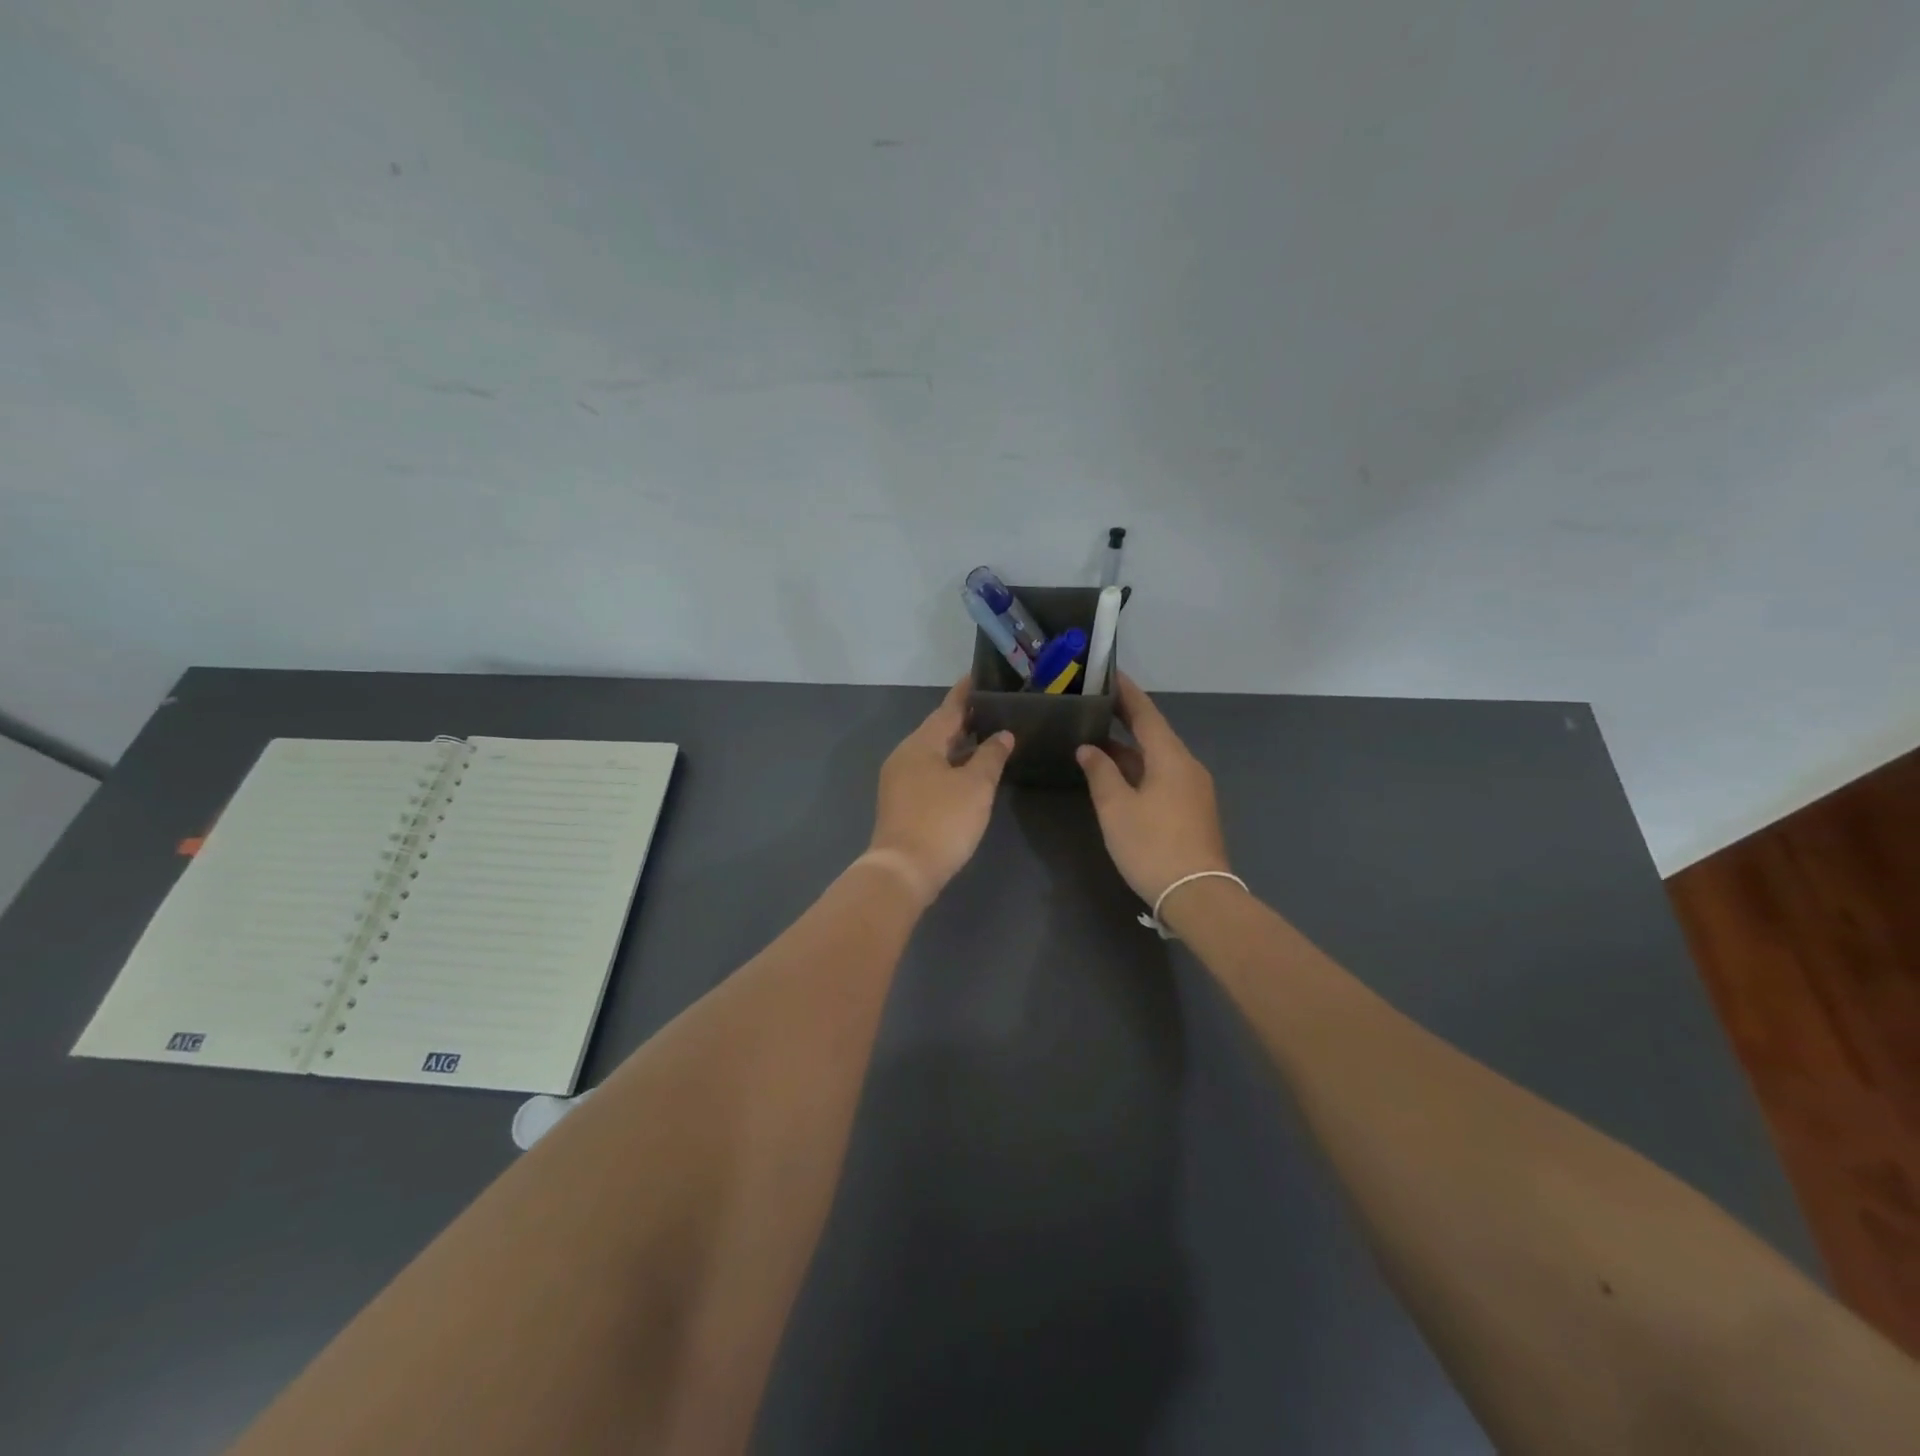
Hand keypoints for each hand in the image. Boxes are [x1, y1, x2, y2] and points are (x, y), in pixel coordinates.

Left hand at [867, 679, 1014, 904]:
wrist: (903, 870)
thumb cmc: (942, 821)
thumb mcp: (975, 787)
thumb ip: (991, 756)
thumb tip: (1002, 735)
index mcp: (921, 744)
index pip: (948, 708)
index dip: (966, 693)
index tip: (979, 676)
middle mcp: (905, 755)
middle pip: (937, 729)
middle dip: (964, 719)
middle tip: (993, 707)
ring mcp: (899, 779)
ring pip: (933, 752)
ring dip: (958, 744)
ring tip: (986, 735)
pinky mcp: (901, 801)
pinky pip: (929, 770)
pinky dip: (949, 764)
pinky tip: (967, 770)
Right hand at [1077, 673, 1232, 907]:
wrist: (1197, 894)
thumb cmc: (1152, 845)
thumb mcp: (1116, 808)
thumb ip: (1100, 773)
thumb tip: (1089, 749)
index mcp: (1171, 758)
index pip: (1146, 714)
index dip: (1126, 693)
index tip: (1109, 674)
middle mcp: (1187, 766)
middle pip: (1154, 733)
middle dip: (1125, 719)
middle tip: (1095, 705)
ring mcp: (1193, 789)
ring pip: (1157, 757)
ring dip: (1128, 748)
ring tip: (1096, 739)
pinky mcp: (1192, 810)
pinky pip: (1162, 776)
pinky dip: (1139, 768)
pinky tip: (1117, 775)